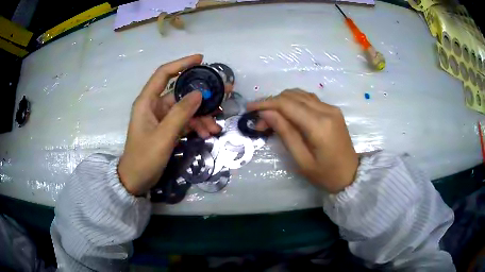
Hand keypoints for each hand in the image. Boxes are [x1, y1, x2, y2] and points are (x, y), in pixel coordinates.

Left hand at [118, 54, 222, 195]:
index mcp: (147, 102)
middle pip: (180, 92)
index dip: (181, 64)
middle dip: (201, 95)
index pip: (164, 74)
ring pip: (185, 109)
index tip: (201, 60)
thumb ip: (180, 114)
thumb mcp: (163, 136)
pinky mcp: (166, 129)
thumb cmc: (144, 158)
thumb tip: (199, 93)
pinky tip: (206, 133)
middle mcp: (154, 106)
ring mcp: (161, 118)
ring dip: (201, 116)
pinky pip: (184, 121)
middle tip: (223, 93)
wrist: (136, 181)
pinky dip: (195, 126)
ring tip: (215, 126)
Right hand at [247, 89, 358, 193]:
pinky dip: (293, 102)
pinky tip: (286, 114)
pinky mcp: (333, 110)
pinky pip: (308, 99)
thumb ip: (285, 133)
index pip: (287, 104)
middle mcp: (327, 110)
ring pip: (300, 94)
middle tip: (258, 120)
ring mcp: (331, 108)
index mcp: (319, 125)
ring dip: (282, 101)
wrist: (351, 175)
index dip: (265, 103)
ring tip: (269, 117)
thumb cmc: (325, 175)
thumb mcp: (301, 160)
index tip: (249, 107)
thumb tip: (266, 113)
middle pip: (292, 96)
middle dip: (271, 104)